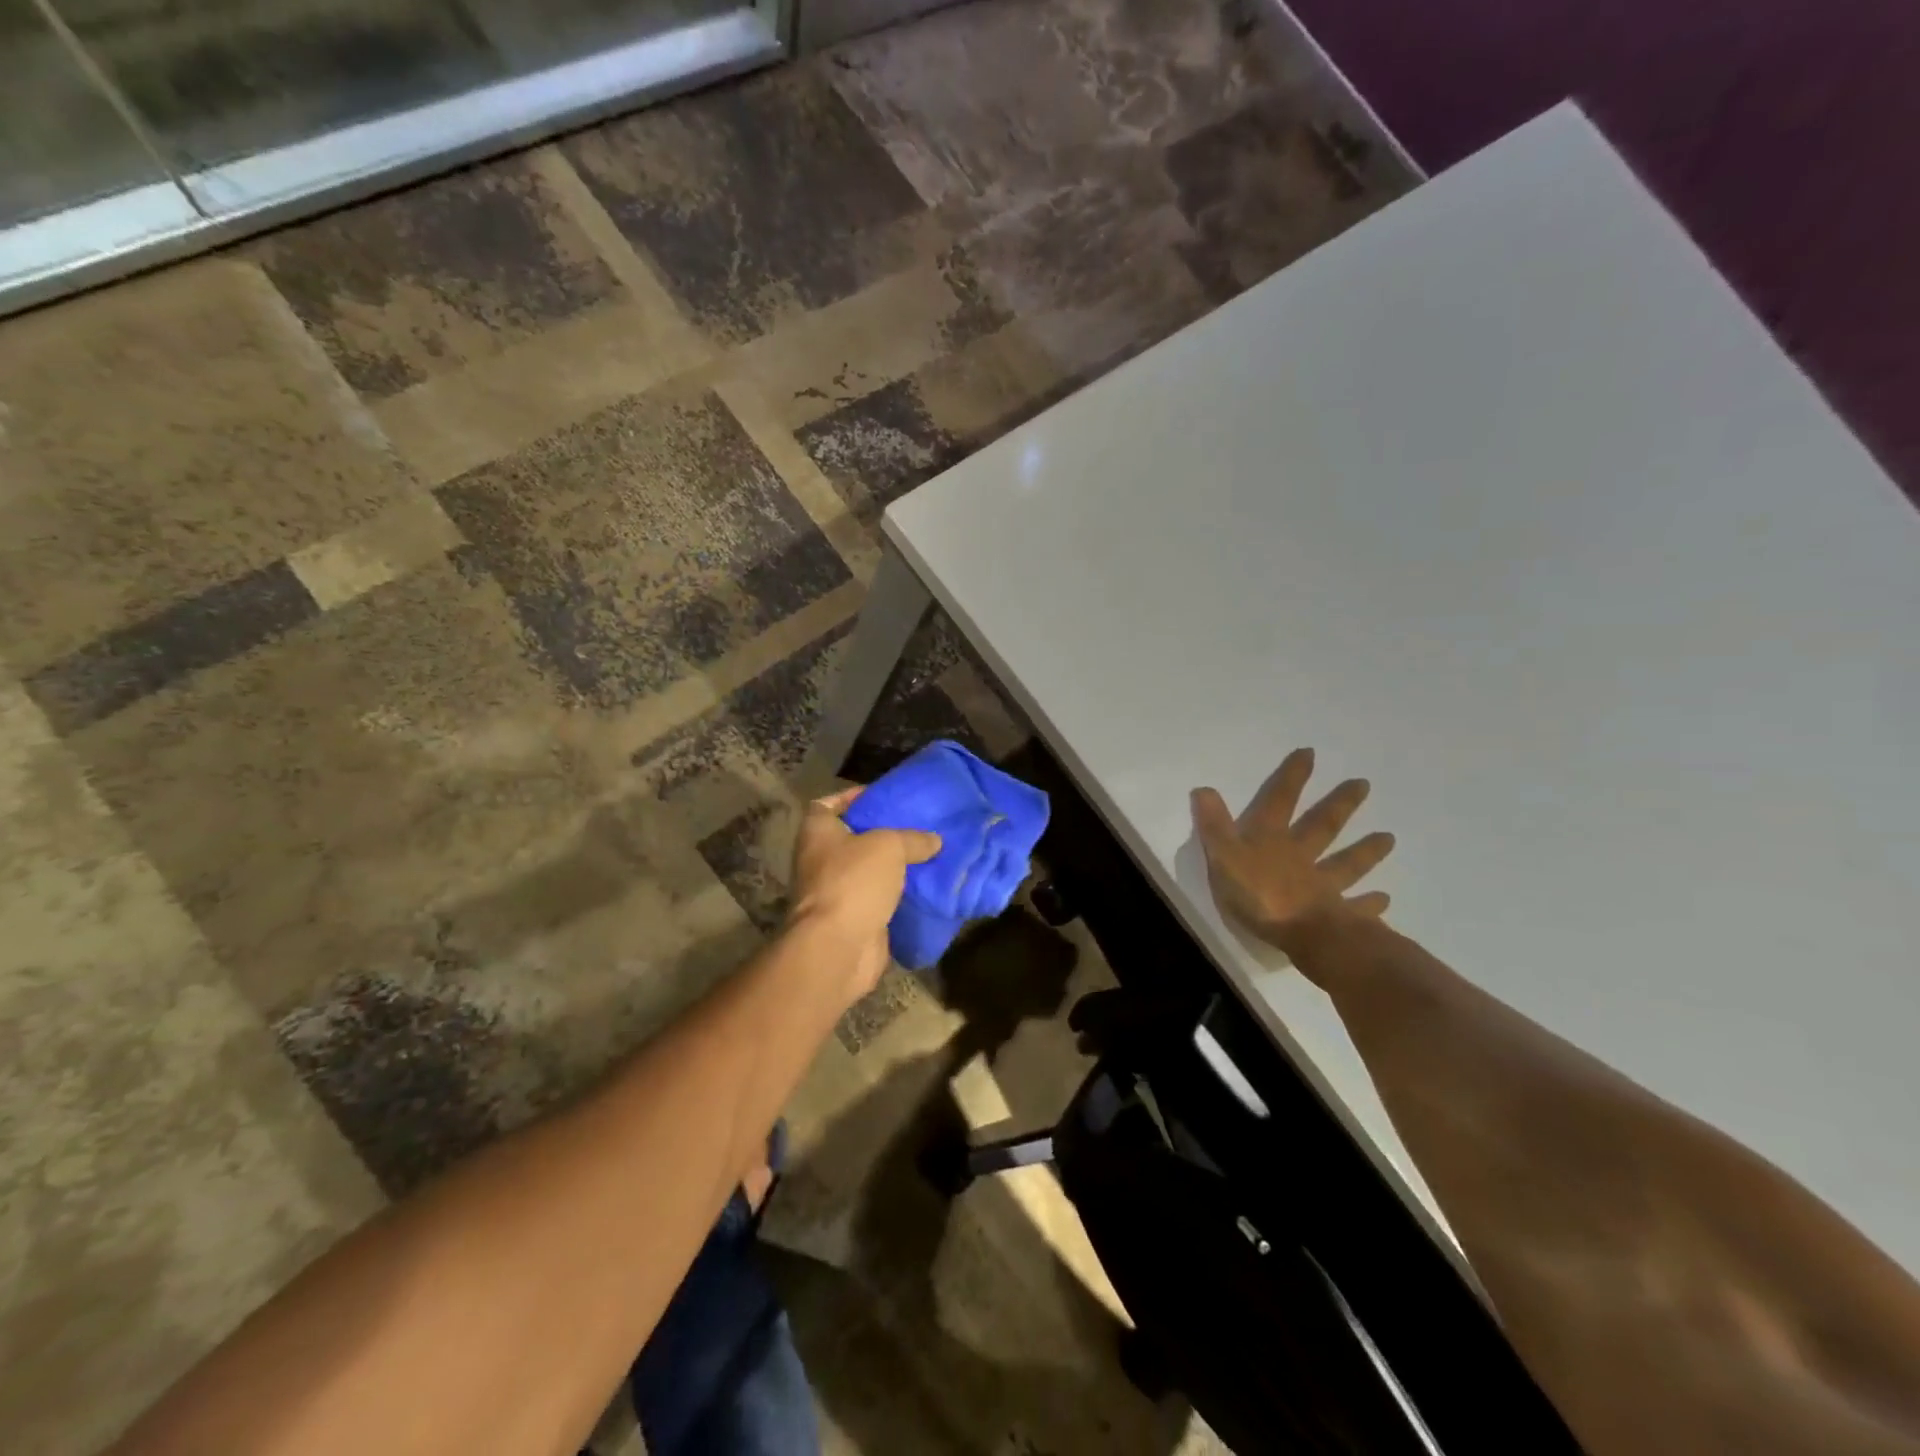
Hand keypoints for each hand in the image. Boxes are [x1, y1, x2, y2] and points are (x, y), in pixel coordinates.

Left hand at [788, 786, 941, 998]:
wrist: (838, 947)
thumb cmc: (853, 881)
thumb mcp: (889, 846)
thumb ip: (912, 838)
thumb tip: (934, 840)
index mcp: (817, 832)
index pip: (826, 805)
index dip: (850, 797)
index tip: (880, 796)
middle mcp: (819, 860)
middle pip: (851, 838)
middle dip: (881, 833)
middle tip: (914, 825)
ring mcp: (834, 892)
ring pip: (867, 871)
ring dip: (892, 866)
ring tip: (927, 853)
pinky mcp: (852, 919)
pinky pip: (878, 900)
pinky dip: (897, 895)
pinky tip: (925, 886)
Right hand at [1191, 747, 1394, 963]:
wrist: (1303, 935)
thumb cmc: (1257, 895)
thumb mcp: (1223, 857)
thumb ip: (1214, 825)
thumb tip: (1203, 788)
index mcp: (1272, 840)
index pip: (1281, 801)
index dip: (1292, 778)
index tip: (1310, 753)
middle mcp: (1302, 856)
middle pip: (1323, 826)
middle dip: (1340, 805)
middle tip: (1364, 785)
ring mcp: (1325, 886)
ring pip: (1348, 863)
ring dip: (1367, 851)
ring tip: (1390, 838)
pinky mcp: (1339, 916)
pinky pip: (1357, 908)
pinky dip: (1370, 904)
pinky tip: (1385, 900)